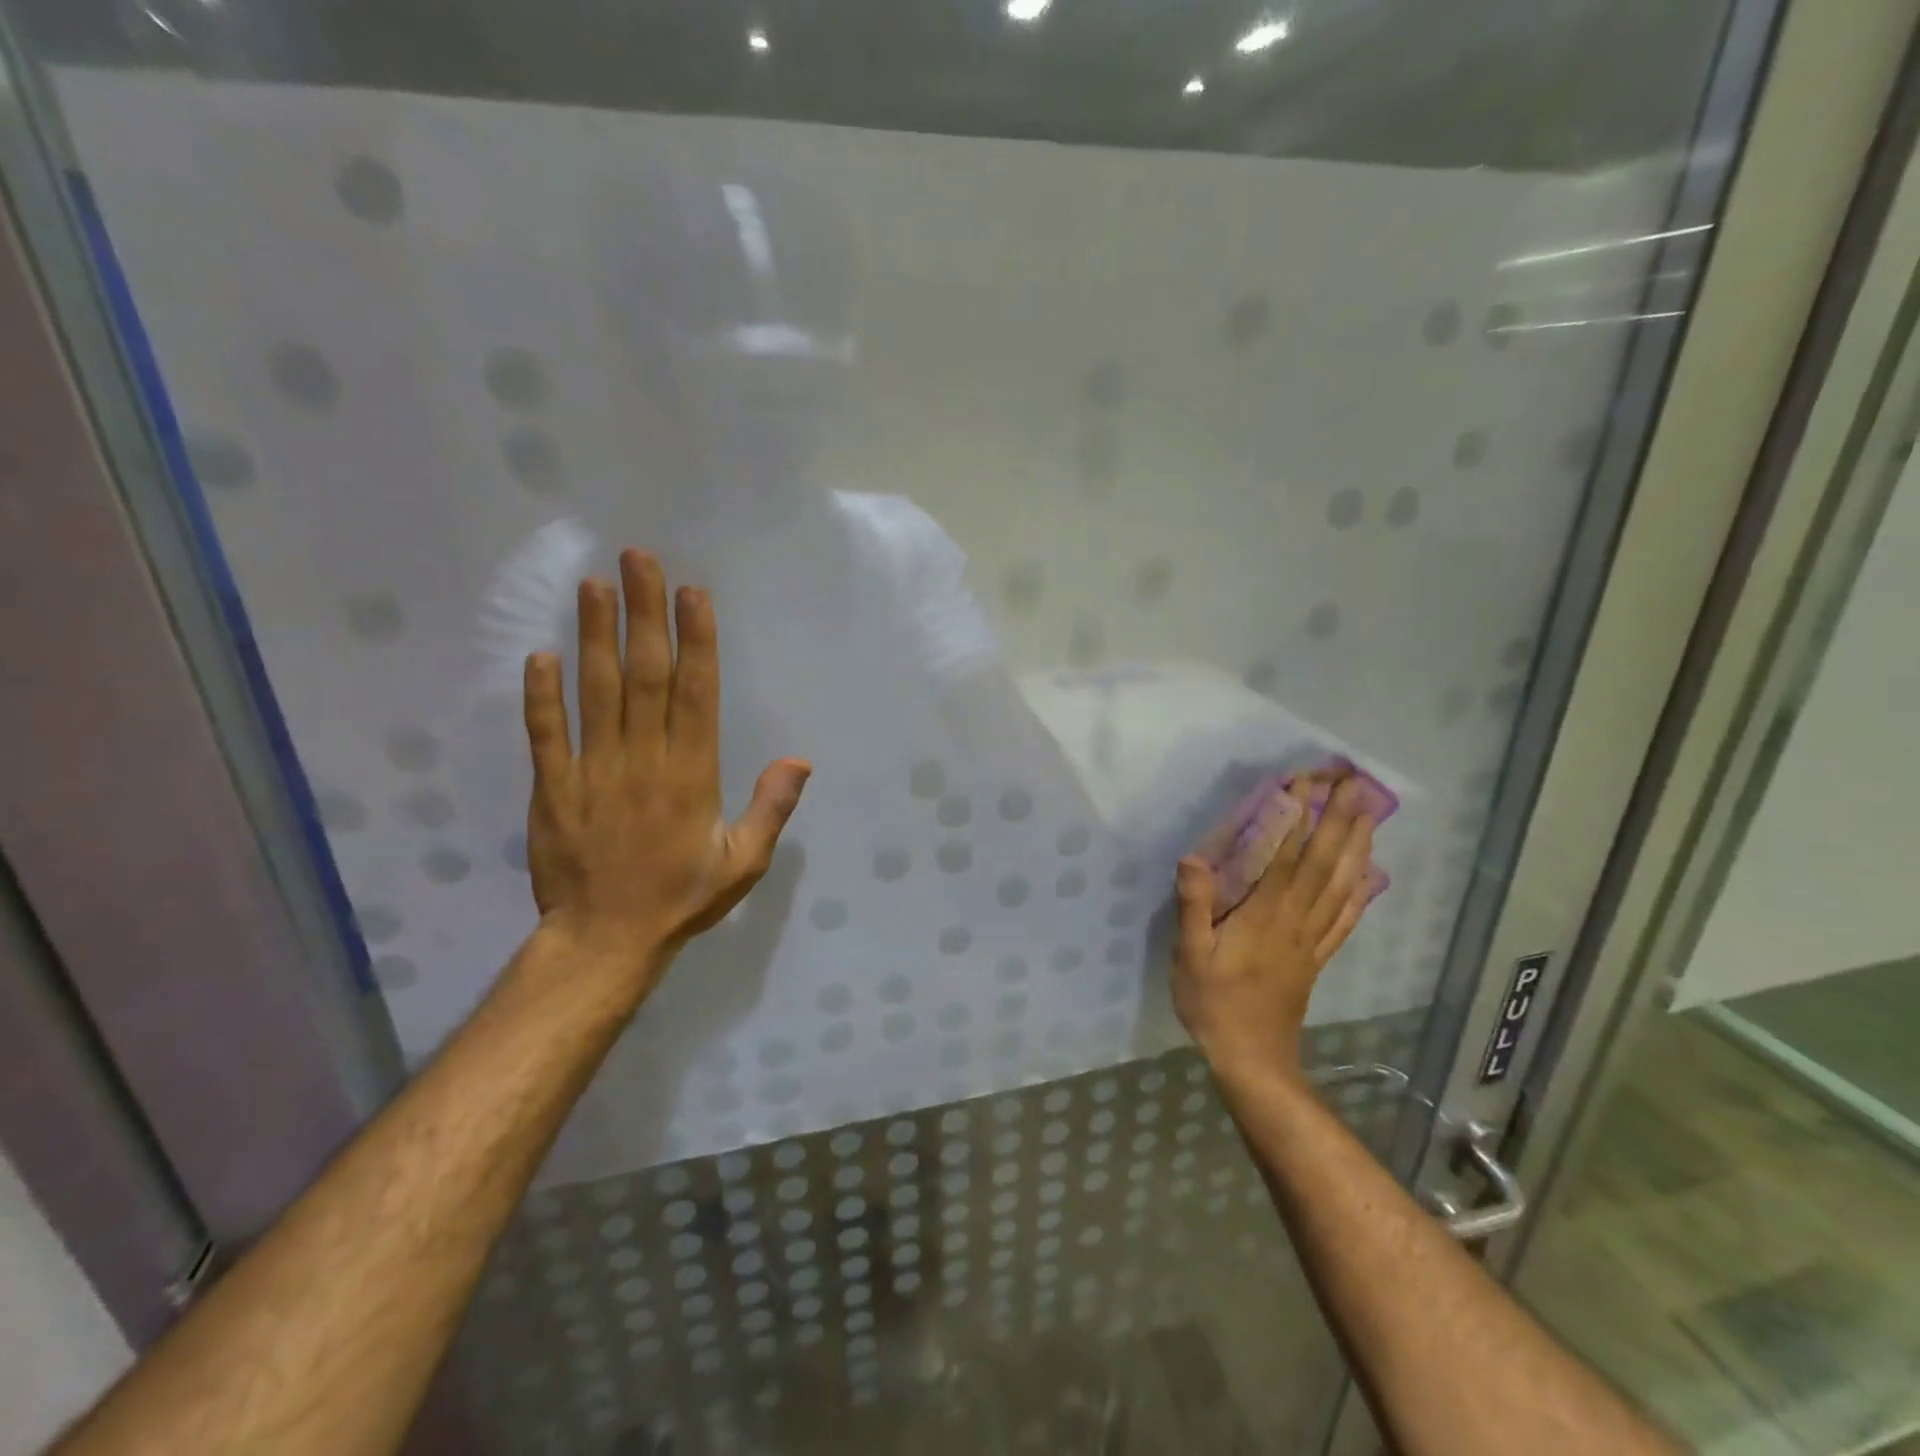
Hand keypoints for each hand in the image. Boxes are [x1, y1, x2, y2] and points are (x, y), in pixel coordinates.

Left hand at [521, 549, 810, 993]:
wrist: (605, 940)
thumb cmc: (683, 898)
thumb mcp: (744, 861)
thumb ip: (771, 808)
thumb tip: (800, 759)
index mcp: (693, 775)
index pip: (696, 693)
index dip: (695, 640)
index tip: (691, 593)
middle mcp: (644, 761)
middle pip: (645, 676)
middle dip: (644, 615)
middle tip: (637, 560)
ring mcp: (593, 771)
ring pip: (596, 692)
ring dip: (594, 637)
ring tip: (592, 586)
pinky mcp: (553, 788)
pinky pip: (545, 735)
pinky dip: (541, 695)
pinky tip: (540, 654)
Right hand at [1172, 775, 1375, 1082]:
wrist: (1253, 1059)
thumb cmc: (1214, 1004)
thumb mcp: (1189, 956)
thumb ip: (1193, 907)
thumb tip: (1194, 858)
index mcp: (1266, 914)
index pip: (1289, 856)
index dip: (1300, 817)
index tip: (1308, 782)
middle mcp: (1296, 919)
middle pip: (1325, 863)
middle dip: (1340, 820)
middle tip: (1356, 783)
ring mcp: (1312, 939)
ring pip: (1341, 885)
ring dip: (1358, 847)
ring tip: (1371, 814)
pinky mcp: (1317, 958)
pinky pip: (1344, 919)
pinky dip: (1360, 893)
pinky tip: (1370, 876)